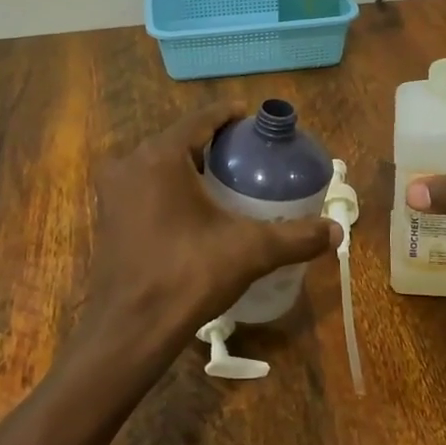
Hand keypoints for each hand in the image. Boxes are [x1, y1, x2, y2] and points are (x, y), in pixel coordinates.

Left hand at [66, 103, 339, 393]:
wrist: (130, 329)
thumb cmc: (187, 276)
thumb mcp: (249, 251)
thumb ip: (295, 237)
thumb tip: (337, 231)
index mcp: (161, 157)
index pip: (201, 119)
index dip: (230, 115)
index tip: (254, 120)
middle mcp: (130, 164)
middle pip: (179, 139)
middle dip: (213, 142)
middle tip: (248, 153)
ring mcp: (114, 191)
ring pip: (160, 164)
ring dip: (191, 165)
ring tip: (227, 178)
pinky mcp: (108, 216)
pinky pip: (146, 186)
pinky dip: (171, 187)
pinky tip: (196, 207)